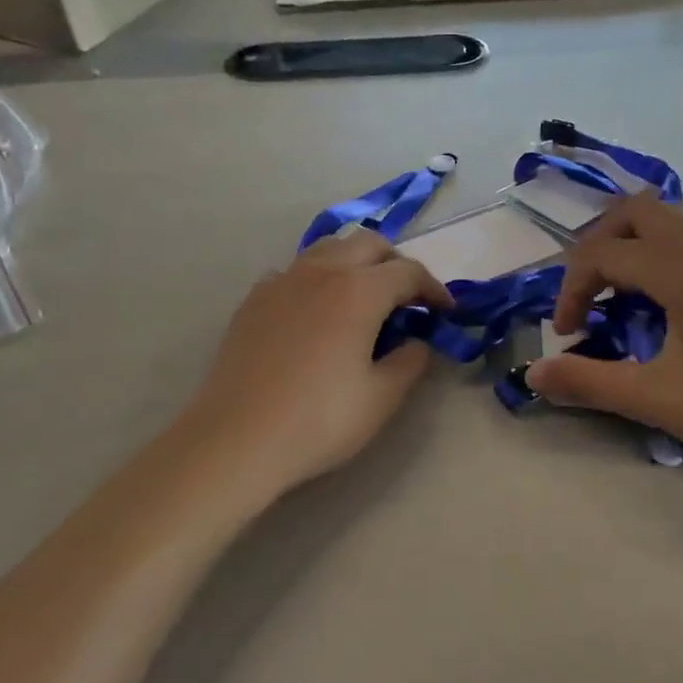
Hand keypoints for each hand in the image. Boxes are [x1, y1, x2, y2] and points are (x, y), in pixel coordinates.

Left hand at [177, 227, 450, 497]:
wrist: (237, 438)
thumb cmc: (319, 420)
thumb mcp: (382, 397)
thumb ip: (411, 361)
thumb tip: (418, 342)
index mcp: (358, 290)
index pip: (408, 272)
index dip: (434, 289)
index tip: (445, 312)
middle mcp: (320, 272)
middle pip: (369, 244)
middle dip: (396, 264)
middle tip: (408, 300)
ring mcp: (281, 281)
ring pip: (328, 249)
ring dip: (356, 263)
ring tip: (365, 299)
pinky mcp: (254, 300)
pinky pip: (295, 272)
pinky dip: (319, 280)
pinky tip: (317, 314)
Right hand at [527, 195, 682, 482]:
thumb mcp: (657, 399)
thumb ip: (588, 382)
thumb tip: (533, 375)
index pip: (603, 254)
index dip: (571, 290)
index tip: (567, 336)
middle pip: (635, 212)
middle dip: (598, 247)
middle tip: (588, 296)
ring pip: (669, 219)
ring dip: (633, 246)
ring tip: (623, 296)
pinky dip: (664, 253)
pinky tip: (669, 302)